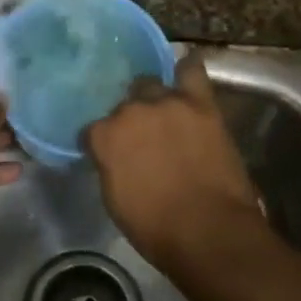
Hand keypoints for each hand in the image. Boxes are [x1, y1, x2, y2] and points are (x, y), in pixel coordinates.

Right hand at [84, 54, 269, 270]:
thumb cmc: (156, 229)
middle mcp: (130, 112)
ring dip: (154, 98)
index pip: (92, 130)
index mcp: (104, 137)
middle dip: (129, 119)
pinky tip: (185, 70)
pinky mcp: (200, 104)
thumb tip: (113, 157)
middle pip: (123, 105)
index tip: (108, 154)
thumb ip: (110, 166)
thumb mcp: (115, 201)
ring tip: (162, 111)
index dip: (100, 143)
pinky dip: (186, 69)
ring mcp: (167, 103)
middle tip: (141, 137)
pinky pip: (191, 70)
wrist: (209, 231)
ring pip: (151, 84)